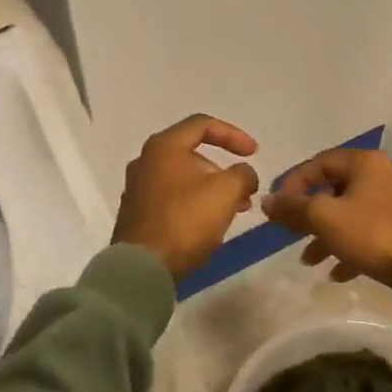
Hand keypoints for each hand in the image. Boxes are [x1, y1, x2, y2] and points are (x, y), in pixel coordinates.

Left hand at [112, 114, 261, 278]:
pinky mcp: (136, 214)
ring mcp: (137, 189)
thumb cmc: (186, 220)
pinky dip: (194, 204)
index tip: (255, 153)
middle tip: (244, 191)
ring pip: (183, 179)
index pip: (203, 124)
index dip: (234, 135)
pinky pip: (172, 200)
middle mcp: (145, 161)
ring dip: (212, 190)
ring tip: (234, 211)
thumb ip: (243, 174)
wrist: (143, 267)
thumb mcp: (227, 191)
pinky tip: (209, 226)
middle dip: (223, 171)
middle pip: (192, 154)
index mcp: (164, 146)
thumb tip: (244, 175)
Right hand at [261, 148, 391, 289]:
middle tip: (290, 232)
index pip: (319, 163)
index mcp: (365, 163)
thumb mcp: (324, 218)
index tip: (278, 207)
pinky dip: (348, 249)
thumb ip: (293, 208)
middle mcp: (381, 176)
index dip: (294, 183)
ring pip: (348, 215)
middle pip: (333, 190)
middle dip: (308, 215)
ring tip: (308, 260)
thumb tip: (266, 201)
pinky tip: (336, 273)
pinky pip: (366, 234)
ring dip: (325, 236)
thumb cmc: (371, 233)